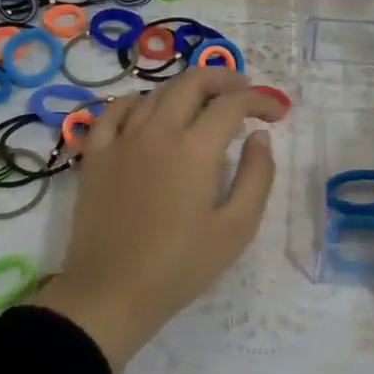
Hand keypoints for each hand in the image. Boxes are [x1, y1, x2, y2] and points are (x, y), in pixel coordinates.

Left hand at [34, 68, 285, 372]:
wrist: (110, 294)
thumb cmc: (180, 265)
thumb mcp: (237, 228)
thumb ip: (257, 176)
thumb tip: (259, 137)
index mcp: (195, 147)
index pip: (233, 103)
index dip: (261, 100)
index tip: (277, 113)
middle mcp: (158, 130)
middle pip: (193, 82)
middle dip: (225, 79)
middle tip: (243, 92)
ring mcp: (122, 139)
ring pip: (156, 91)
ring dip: (186, 89)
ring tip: (204, 103)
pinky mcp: (96, 155)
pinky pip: (115, 110)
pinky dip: (138, 101)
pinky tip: (148, 112)